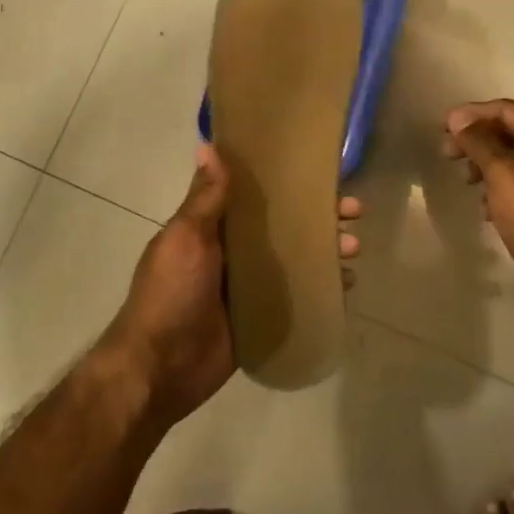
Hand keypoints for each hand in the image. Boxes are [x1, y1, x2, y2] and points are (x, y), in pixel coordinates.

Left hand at [98, 145, 361, 430]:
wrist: (160, 368)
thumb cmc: (170, 294)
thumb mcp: (186, 238)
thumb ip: (204, 198)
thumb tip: (207, 145)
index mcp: (212, 228)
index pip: (257, 197)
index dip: (288, 184)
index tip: (321, 174)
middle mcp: (232, 253)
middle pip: (283, 227)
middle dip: (318, 217)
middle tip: (353, 212)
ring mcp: (247, 287)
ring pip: (294, 260)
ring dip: (324, 251)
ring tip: (353, 250)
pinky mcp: (259, 319)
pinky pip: (295, 297)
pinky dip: (319, 288)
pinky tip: (346, 285)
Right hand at [445, 100, 513, 299]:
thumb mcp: (503, 172)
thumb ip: (478, 141)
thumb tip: (458, 119)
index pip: (508, 110)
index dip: (473, 115)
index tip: (442, 125)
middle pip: (510, 133)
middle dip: (477, 141)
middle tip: (446, 153)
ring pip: (512, 159)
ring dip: (484, 165)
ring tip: (464, 180)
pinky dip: (497, 187)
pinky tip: (483, 206)